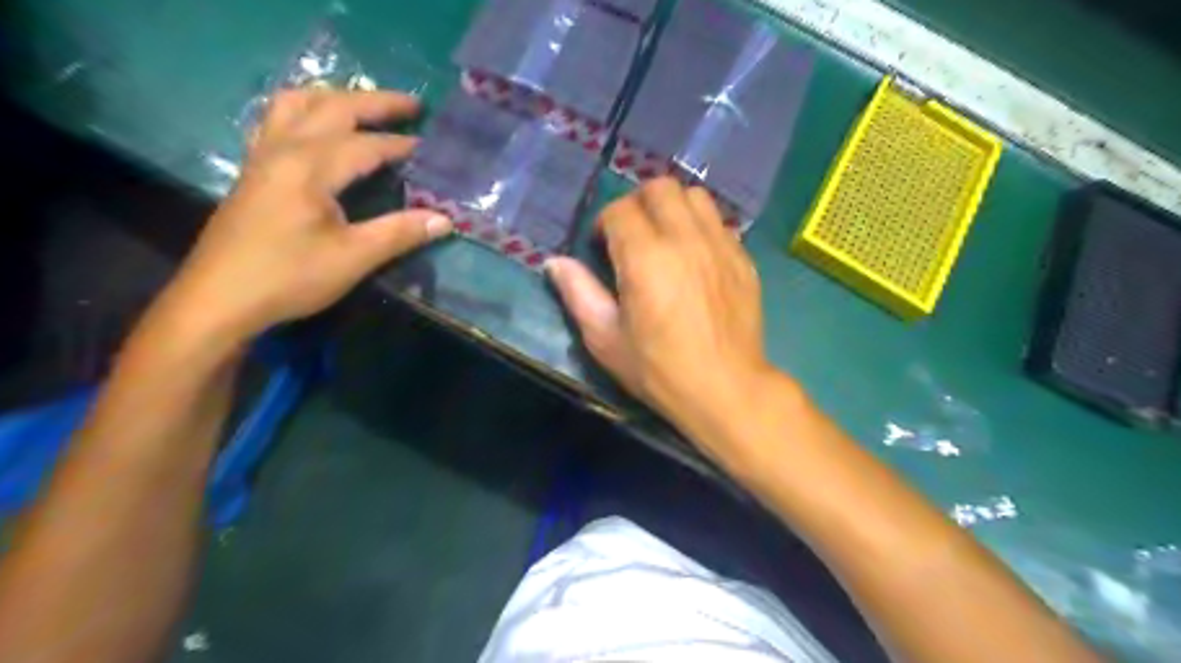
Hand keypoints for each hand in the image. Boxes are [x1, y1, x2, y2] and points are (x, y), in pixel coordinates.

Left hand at [167, 87, 452, 341]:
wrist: (219, 300)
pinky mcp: (253, 171)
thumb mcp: (353, 258)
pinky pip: (276, 120)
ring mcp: (262, 157)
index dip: (401, 145)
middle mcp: (283, 149)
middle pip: (332, 107)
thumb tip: (445, 220)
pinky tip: (316, 127)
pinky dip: (305, 111)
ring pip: (296, 104)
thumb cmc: (289, 277)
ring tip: (363, 107)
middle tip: (412, 105)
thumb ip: (399, 233)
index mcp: (309, 167)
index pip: (365, 145)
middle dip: (375, 102)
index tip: (431, 147)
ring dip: (335, 98)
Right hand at [549, 178, 780, 450]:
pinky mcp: (743, 258)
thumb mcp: (605, 339)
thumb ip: (578, 294)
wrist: (725, 388)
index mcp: (645, 257)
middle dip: (637, 204)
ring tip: (665, 238)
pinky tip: (694, 257)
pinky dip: (700, 226)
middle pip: (659, 188)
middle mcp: (685, 239)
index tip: (602, 247)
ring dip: (673, 208)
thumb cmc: (658, 369)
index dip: (604, 223)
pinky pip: (719, 222)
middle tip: (632, 235)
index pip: (619, 210)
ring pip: (695, 196)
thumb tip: (555, 262)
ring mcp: (720, 245)